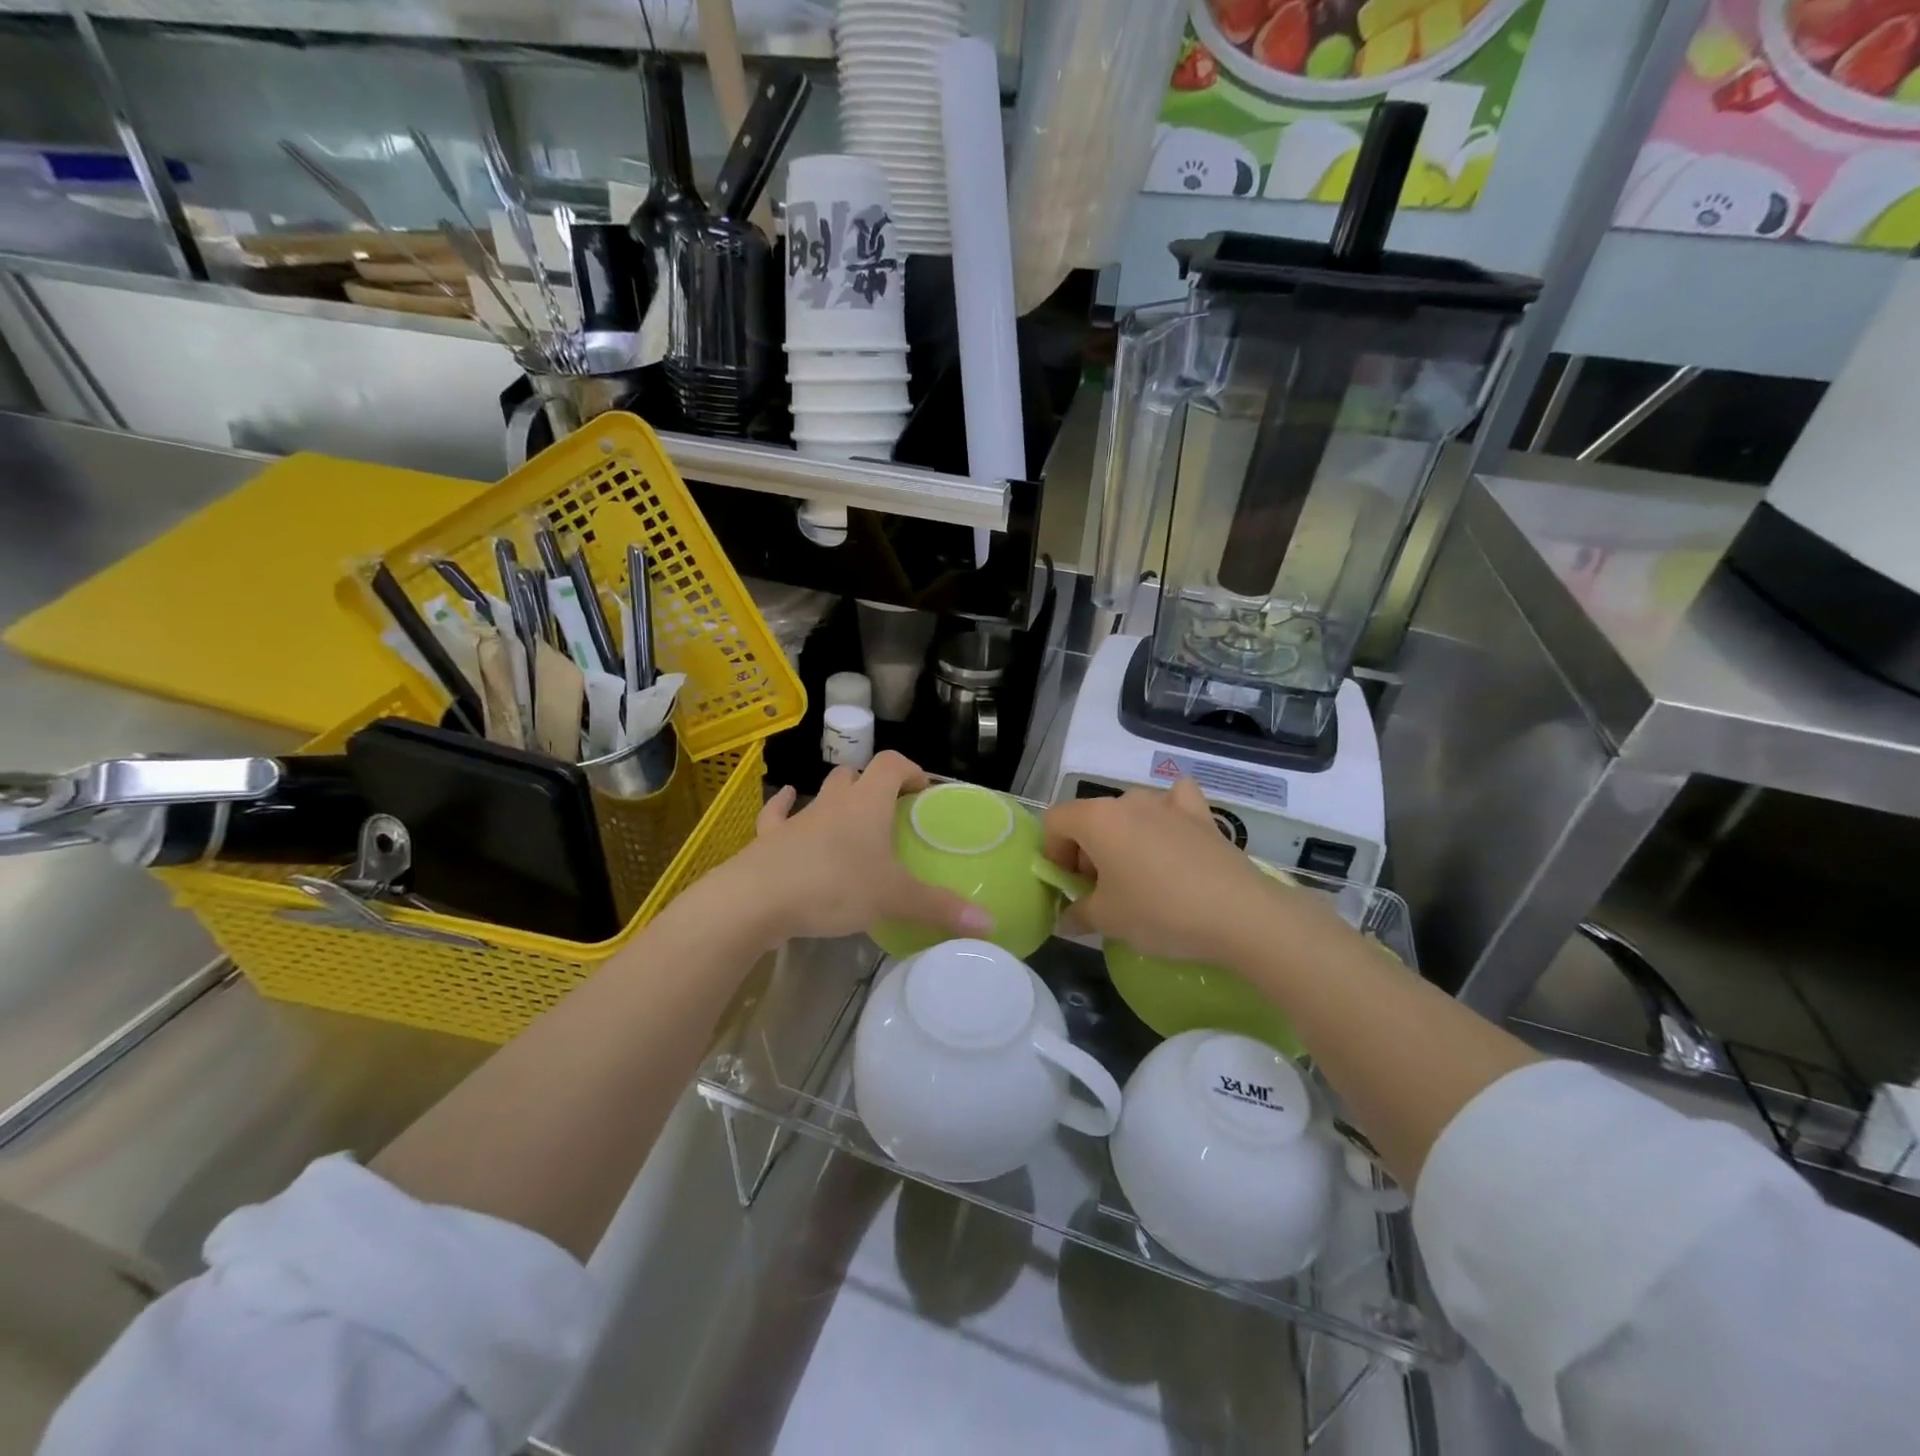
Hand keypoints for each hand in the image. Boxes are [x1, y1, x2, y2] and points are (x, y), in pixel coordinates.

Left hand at [736, 753, 994, 947]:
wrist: (756, 899)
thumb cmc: (833, 886)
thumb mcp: (893, 899)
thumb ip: (940, 909)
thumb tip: (991, 925)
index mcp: (867, 804)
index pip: (892, 763)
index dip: (910, 769)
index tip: (922, 790)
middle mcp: (834, 801)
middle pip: (856, 774)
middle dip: (874, 785)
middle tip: (889, 813)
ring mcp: (798, 817)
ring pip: (822, 793)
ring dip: (837, 798)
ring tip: (850, 816)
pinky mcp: (769, 839)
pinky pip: (778, 814)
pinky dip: (785, 808)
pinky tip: (788, 806)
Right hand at [1043, 777, 1276, 964]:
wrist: (1239, 914)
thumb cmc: (1159, 912)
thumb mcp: (1108, 920)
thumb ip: (1078, 914)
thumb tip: (1066, 919)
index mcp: (1096, 818)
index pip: (1055, 821)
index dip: (1052, 853)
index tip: (1069, 886)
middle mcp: (1128, 800)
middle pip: (1091, 818)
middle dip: (1087, 851)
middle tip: (1101, 892)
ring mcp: (1167, 803)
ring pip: (1130, 811)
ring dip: (1123, 837)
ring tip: (1138, 875)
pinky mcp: (1202, 814)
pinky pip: (1175, 802)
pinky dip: (1168, 814)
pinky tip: (1173, 836)